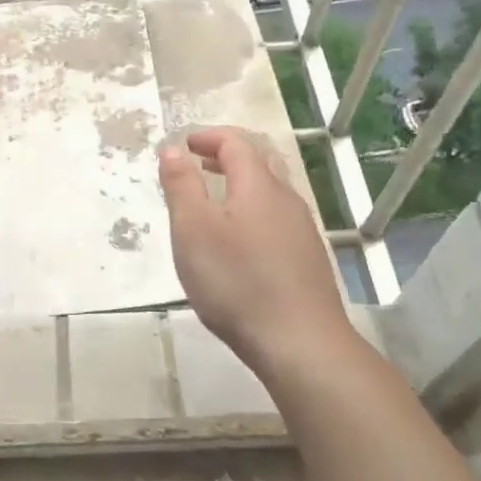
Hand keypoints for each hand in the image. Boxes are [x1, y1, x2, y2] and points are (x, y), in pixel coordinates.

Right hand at [158, 128, 357, 381]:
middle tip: (197, 165)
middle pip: (259, 163)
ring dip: (239, 186)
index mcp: (258, 186)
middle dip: (226, 157)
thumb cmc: (237, 281)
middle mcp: (286, 200)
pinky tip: (239, 243)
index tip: (184, 145)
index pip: (236, 143)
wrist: (300, 343)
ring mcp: (302, 230)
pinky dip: (252, 212)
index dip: (208, 137)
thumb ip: (181, 186)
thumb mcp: (193, 230)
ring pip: (270, 192)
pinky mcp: (308, 259)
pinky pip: (276, 219)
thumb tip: (173, 149)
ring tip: (213, 203)